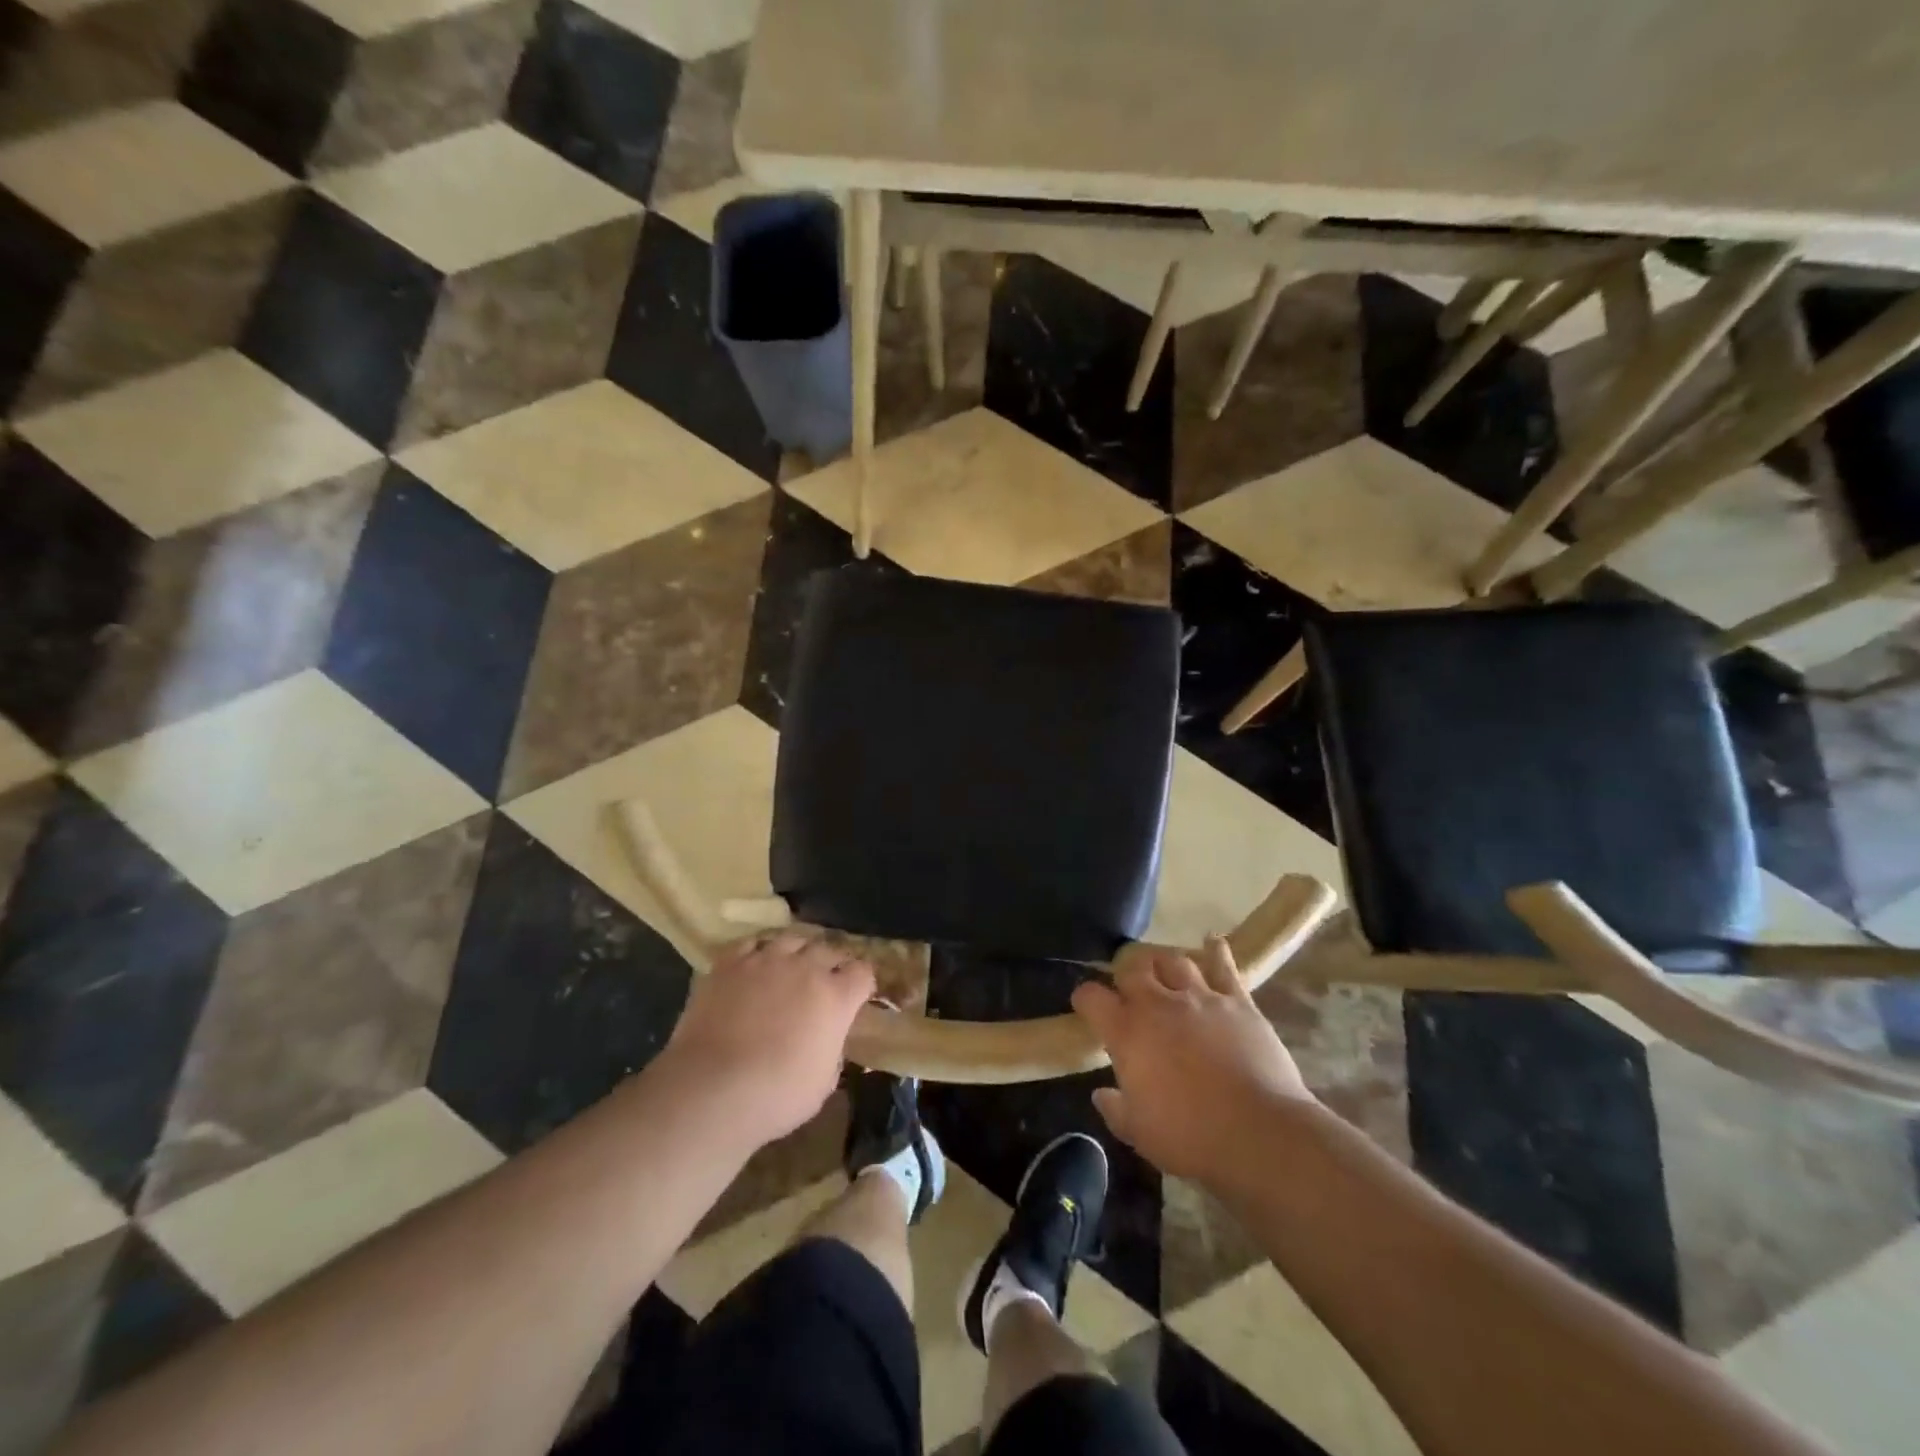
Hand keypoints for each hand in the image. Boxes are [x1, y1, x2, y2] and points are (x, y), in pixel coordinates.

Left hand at [661, 932, 875, 1149]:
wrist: (712, 1089)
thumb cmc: (776, 1096)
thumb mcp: (823, 1084)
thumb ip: (831, 1051)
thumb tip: (826, 1041)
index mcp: (836, 997)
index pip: (863, 972)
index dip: (861, 983)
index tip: (856, 995)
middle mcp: (806, 968)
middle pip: (828, 950)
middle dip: (831, 964)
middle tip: (823, 982)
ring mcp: (766, 960)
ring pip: (792, 939)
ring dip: (797, 952)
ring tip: (790, 966)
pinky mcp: (730, 963)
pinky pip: (752, 943)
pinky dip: (758, 951)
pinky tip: (755, 964)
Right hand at [1071, 937, 1317, 1181]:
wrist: (1259, 1134)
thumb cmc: (1190, 1138)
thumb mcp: (1139, 1133)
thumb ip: (1115, 1108)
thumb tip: (1101, 1094)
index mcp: (1127, 1033)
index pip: (1092, 997)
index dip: (1085, 998)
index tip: (1086, 1004)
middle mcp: (1158, 1004)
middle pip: (1133, 968)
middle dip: (1126, 974)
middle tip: (1130, 989)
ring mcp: (1200, 997)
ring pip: (1174, 961)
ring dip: (1165, 965)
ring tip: (1165, 973)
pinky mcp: (1237, 1001)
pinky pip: (1224, 966)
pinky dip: (1216, 951)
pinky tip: (1212, 942)